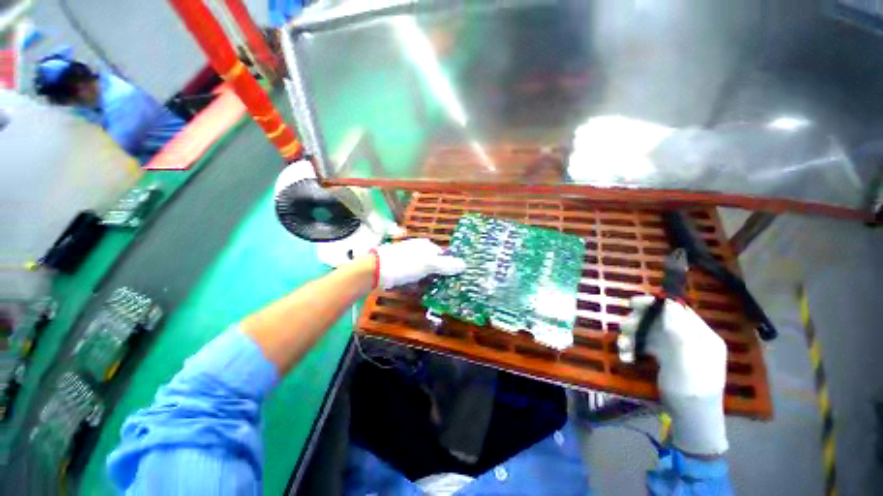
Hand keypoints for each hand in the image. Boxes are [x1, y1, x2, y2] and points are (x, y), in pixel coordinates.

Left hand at [372, 238, 465, 288]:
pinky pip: (414, 278)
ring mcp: (409, 260)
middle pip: (434, 264)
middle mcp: (418, 251)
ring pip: (424, 272)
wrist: (376, 270)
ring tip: (434, 292)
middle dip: (439, 275)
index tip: (454, 278)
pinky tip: (418, 290)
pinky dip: (417, 284)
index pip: (443, 255)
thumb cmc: (405, 263)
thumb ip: (446, 265)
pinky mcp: (401, 270)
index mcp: (426, 246)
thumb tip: (464, 265)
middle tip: (445, 287)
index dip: (449, 266)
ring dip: (428, 281)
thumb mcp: (428, 263)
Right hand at [619, 296, 728, 455]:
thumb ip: (678, 331)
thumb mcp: (686, 360)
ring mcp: (674, 347)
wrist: (690, 419)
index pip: (678, 310)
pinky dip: (633, 348)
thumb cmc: (691, 390)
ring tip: (623, 348)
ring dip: (632, 337)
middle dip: (639, 322)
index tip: (633, 304)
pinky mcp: (663, 356)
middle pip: (659, 319)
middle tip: (625, 328)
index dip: (656, 304)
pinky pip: (645, 344)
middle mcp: (687, 337)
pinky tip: (626, 356)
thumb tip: (670, 302)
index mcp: (701, 335)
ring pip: (648, 331)